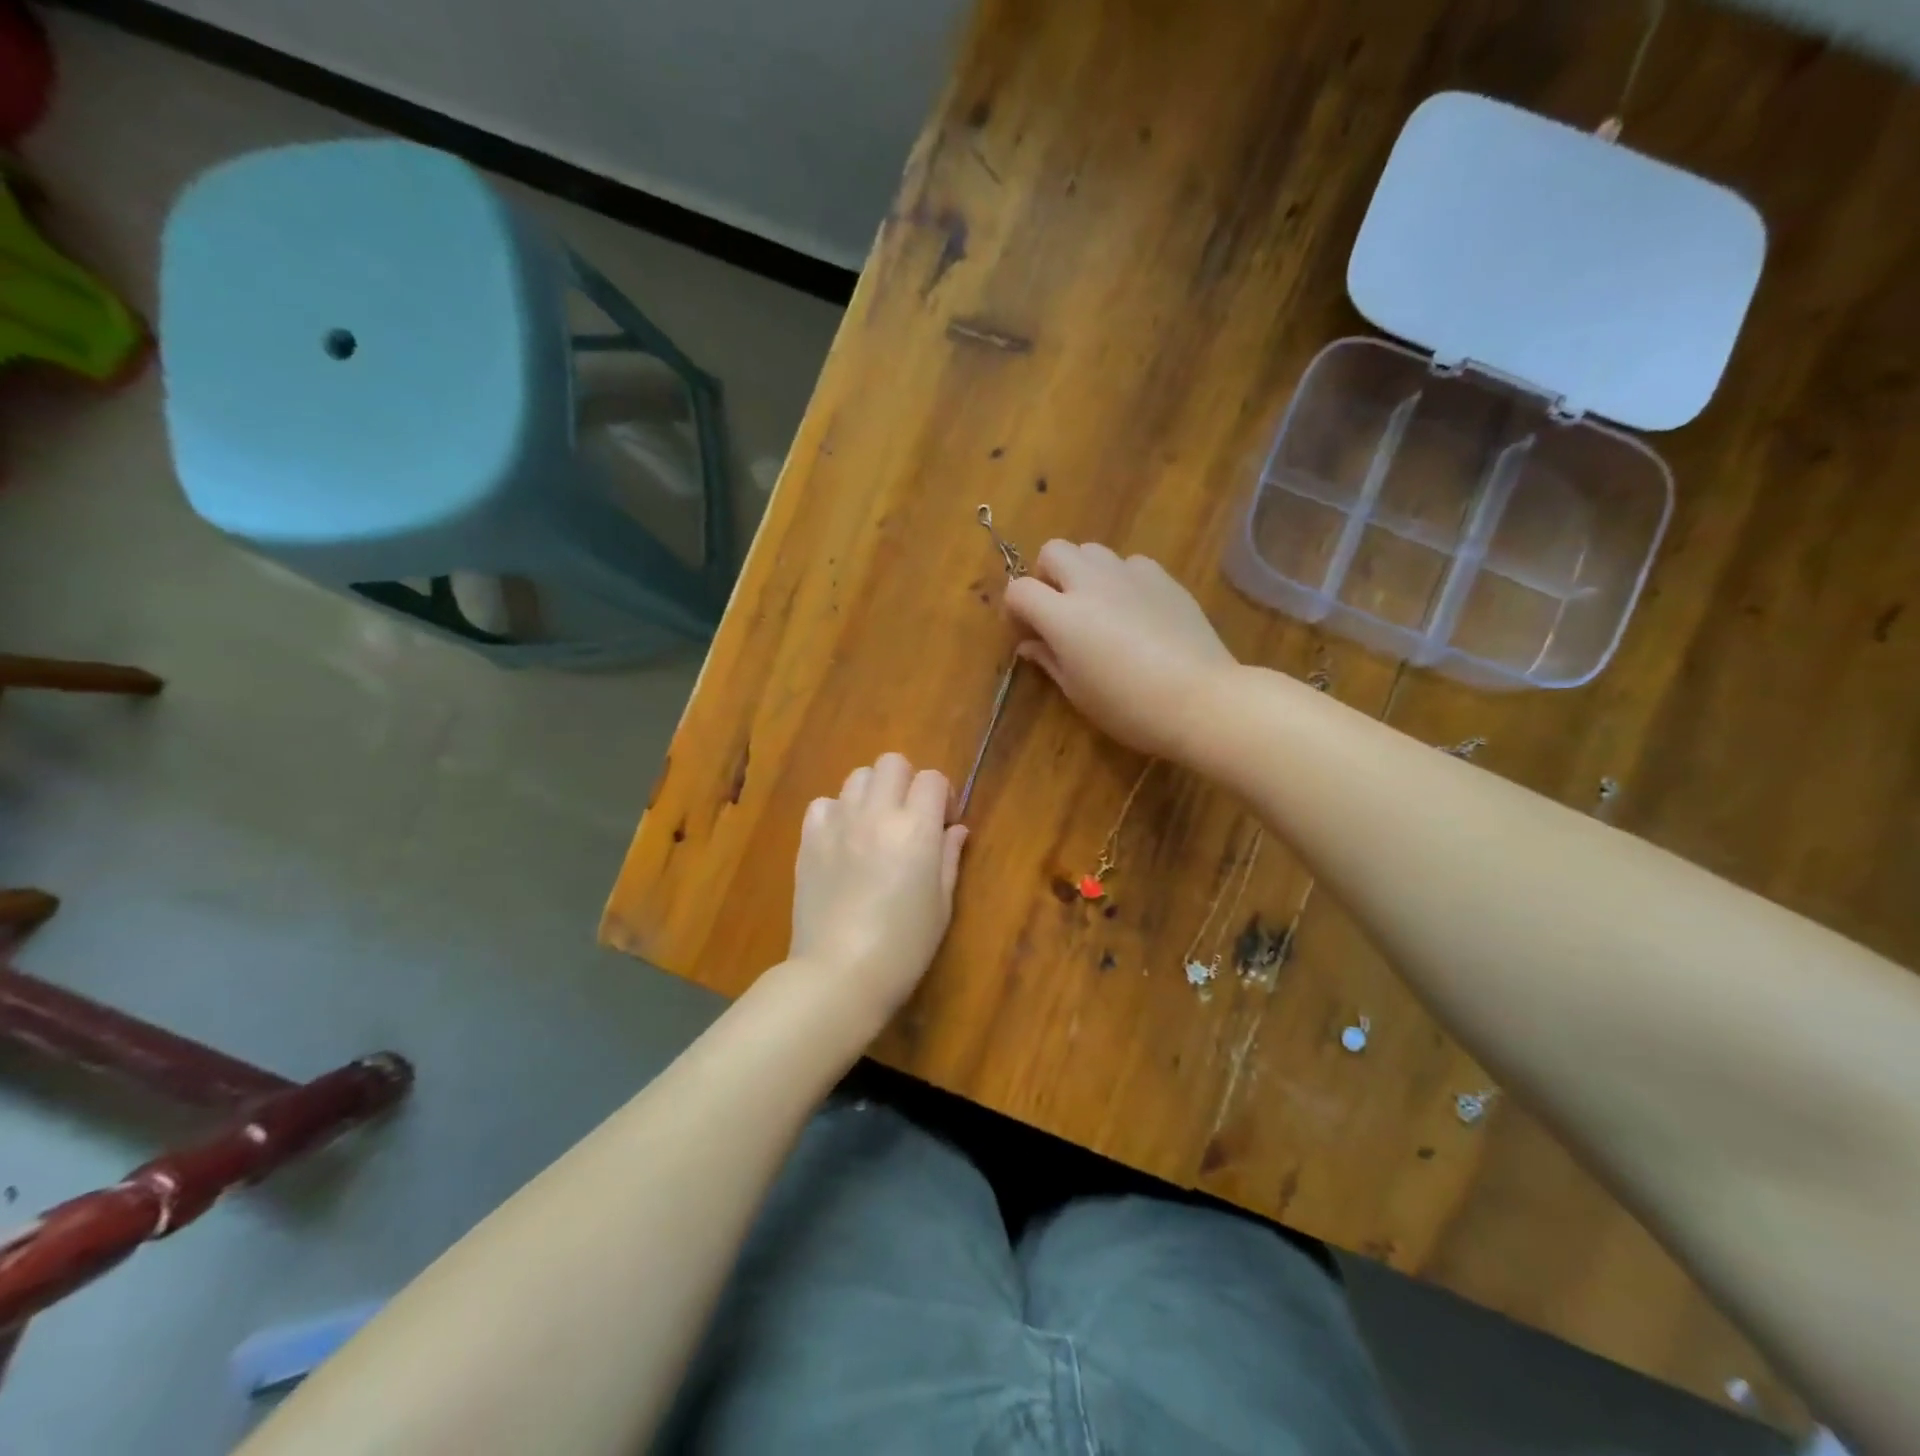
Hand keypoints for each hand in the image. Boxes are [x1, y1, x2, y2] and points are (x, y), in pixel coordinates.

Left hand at [790, 753, 967, 1023]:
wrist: (839, 975)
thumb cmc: (903, 947)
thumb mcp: (941, 905)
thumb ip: (948, 857)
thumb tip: (955, 828)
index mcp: (915, 829)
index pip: (932, 778)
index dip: (942, 795)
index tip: (943, 823)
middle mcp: (876, 815)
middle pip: (892, 763)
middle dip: (907, 782)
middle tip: (909, 818)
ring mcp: (838, 824)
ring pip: (857, 777)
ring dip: (872, 794)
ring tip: (874, 827)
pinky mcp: (809, 841)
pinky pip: (823, 804)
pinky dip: (837, 813)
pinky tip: (843, 841)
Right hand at [1004, 542, 1237, 760]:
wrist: (1200, 699)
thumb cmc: (1129, 707)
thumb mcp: (1078, 692)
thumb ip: (1049, 660)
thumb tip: (1029, 644)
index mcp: (1063, 616)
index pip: (1019, 590)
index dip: (1015, 610)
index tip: (1026, 633)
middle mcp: (1092, 583)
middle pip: (1054, 551)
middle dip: (1047, 575)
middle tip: (1058, 610)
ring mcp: (1130, 575)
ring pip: (1092, 551)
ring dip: (1084, 572)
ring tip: (1097, 606)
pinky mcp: (1163, 578)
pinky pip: (1131, 564)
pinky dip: (1121, 579)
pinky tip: (1135, 610)